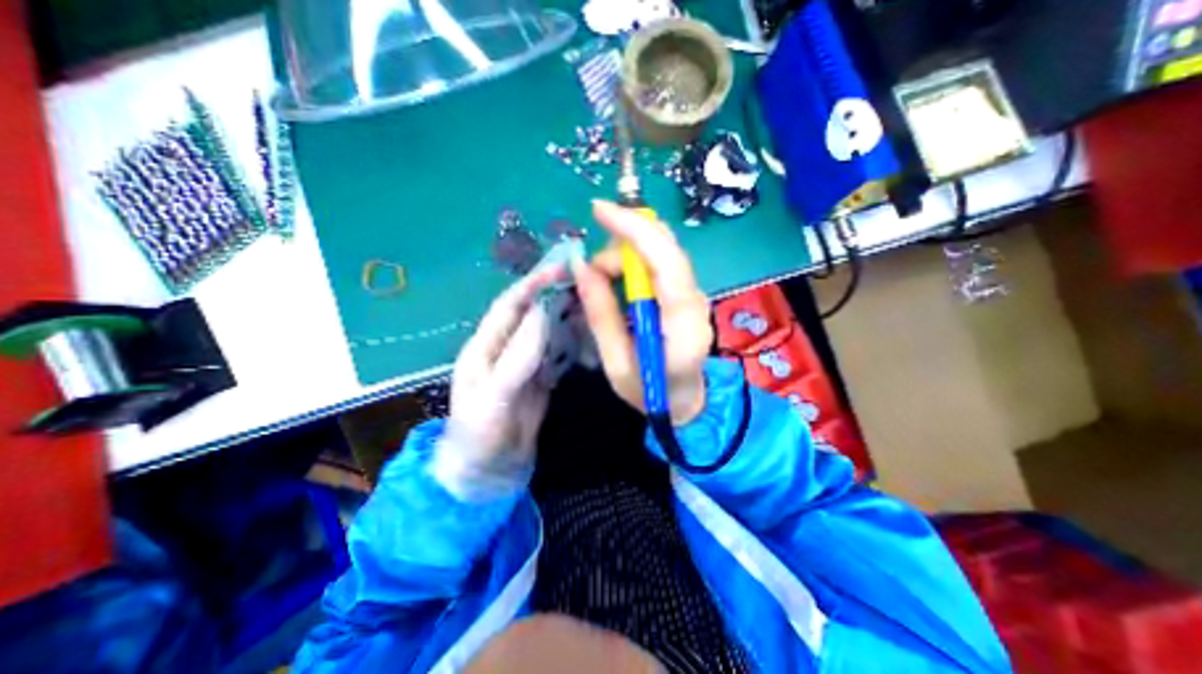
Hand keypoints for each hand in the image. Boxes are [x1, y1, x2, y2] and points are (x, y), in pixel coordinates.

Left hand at [429, 263, 567, 499]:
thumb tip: (542, 313)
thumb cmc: (481, 436)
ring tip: (592, 303)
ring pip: (547, 331)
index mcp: (484, 347)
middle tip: (585, 282)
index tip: (560, 268)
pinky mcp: (539, 379)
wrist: (488, 474)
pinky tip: (588, 334)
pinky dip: (572, 341)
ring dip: (566, 316)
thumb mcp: (495, 397)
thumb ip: (517, 356)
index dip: (533, 285)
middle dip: (554, 295)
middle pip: (531, 314)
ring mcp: (524, 364)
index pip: (509, 306)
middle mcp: (504, 349)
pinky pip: (557, 353)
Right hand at [570, 197, 705, 423]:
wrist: (685, 402)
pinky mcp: (685, 292)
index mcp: (682, 322)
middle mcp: (694, 299)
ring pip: (660, 249)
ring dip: (624, 254)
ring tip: (602, 284)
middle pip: (665, 245)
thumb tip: (581, 266)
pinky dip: (632, 261)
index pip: (665, 260)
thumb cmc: (650, 393)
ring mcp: (693, 293)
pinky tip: (617, 281)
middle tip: (594, 271)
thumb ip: (601, 315)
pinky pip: (659, 261)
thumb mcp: (617, 364)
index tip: (598, 209)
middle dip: (623, 240)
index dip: (633, 228)